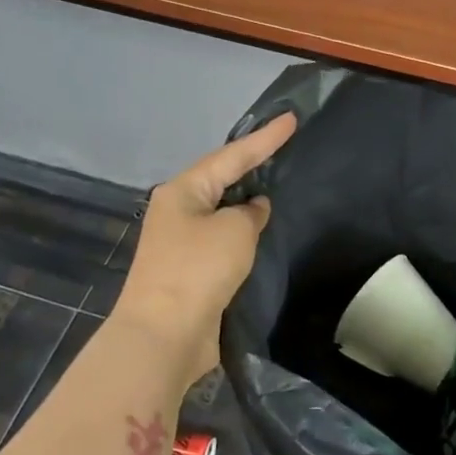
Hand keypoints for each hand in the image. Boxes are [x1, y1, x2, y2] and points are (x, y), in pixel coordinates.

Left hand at [113, 113, 298, 383]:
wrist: (164, 335)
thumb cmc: (198, 270)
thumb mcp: (234, 231)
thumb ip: (250, 212)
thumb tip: (252, 210)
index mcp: (183, 191)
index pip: (232, 156)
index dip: (265, 138)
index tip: (291, 119)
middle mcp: (179, 211)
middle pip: (222, 179)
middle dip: (252, 165)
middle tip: (284, 147)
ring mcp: (182, 242)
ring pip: (223, 211)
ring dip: (248, 202)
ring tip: (279, 184)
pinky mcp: (191, 271)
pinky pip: (223, 239)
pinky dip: (244, 232)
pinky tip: (264, 230)